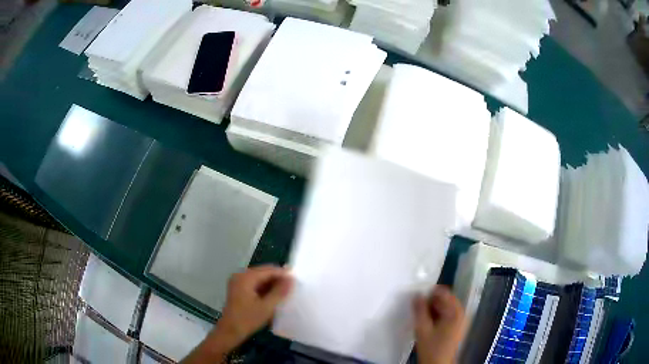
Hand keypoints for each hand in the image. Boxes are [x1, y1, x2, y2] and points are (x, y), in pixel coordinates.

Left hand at [215, 265, 292, 348]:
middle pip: (263, 272)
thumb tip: (291, 279)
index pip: (268, 270)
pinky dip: (264, 288)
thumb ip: (279, 292)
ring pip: (259, 278)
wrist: (230, 331)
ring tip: (285, 291)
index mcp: (246, 277)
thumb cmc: (248, 319)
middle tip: (292, 286)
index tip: (296, 280)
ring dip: (271, 284)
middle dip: (277, 278)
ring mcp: (238, 282)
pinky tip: (273, 295)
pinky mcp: (238, 289)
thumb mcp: (267, 307)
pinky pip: (254, 283)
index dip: (283, 274)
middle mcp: (240, 275)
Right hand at [413, 285, 465, 363]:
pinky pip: (447, 314)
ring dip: (433, 308)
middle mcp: (461, 313)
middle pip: (445, 299)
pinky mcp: (457, 326)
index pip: (444, 292)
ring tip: (421, 315)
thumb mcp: (422, 329)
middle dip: (431, 301)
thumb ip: (419, 310)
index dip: (430, 292)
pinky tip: (428, 322)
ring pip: (445, 307)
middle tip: (417, 307)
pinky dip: (437, 315)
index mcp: (455, 311)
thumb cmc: (432, 348)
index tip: (418, 296)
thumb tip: (416, 294)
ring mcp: (460, 320)